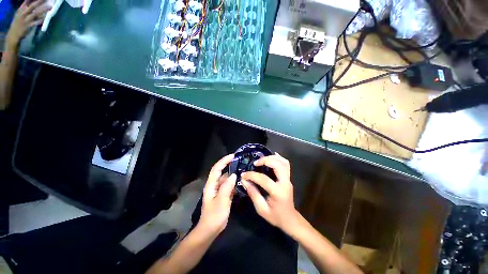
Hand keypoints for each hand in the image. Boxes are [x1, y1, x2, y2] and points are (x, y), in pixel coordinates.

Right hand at [6, 0, 51, 47]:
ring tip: (50, 7)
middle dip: (40, 2)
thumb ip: (26, 7)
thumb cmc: (18, 23)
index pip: (28, 1)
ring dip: (43, 10)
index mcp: (21, 9)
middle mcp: (23, 13)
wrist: (13, 34)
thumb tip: (33, 2)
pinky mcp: (28, 26)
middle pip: (33, 6)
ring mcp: (26, 19)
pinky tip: (45, 17)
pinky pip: (36, 22)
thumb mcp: (20, 13)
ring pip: (35, 13)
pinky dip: (41, 20)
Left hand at [197, 154, 236, 236]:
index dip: (224, 161)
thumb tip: (234, 175)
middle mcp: (214, 185)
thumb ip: (227, 187)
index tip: (233, 156)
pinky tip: (240, 179)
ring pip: (226, 177)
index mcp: (211, 185)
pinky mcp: (223, 194)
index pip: (217, 169)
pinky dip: (234, 180)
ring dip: (232, 172)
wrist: (211, 229)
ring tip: (241, 167)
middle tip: (239, 159)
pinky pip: (229, 184)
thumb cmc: (214, 216)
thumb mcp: (221, 201)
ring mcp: (219, 189)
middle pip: (221, 171)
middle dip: (228, 164)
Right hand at [241, 153, 299, 233]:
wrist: (290, 219)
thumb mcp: (261, 209)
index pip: (264, 179)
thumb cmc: (275, 216)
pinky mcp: (288, 178)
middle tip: (255, 163)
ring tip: (261, 159)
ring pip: (283, 162)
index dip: (252, 175)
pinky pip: (286, 164)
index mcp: (278, 192)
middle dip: (265, 161)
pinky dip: (279, 158)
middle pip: (277, 165)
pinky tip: (271, 156)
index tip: (243, 175)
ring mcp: (288, 179)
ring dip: (272, 157)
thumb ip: (253, 194)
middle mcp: (285, 183)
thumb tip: (244, 181)